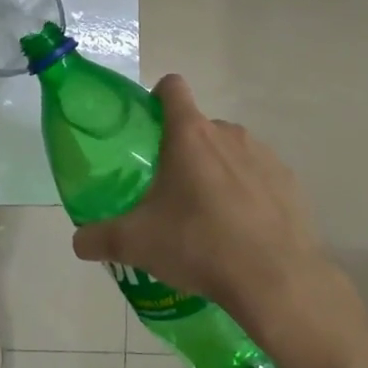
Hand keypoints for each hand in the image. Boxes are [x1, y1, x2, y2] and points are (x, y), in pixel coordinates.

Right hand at [69, 74, 323, 321]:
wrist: (276, 280)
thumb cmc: (200, 244)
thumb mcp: (137, 244)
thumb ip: (100, 238)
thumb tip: (78, 242)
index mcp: (190, 135)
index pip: (172, 88)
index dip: (158, 97)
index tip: (149, 126)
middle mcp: (228, 133)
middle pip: (199, 127)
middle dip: (184, 151)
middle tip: (171, 192)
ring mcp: (264, 156)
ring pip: (231, 152)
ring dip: (217, 172)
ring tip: (209, 218)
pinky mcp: (289, 182)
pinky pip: (260, 177)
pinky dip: (249, 194)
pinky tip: (243, 232)